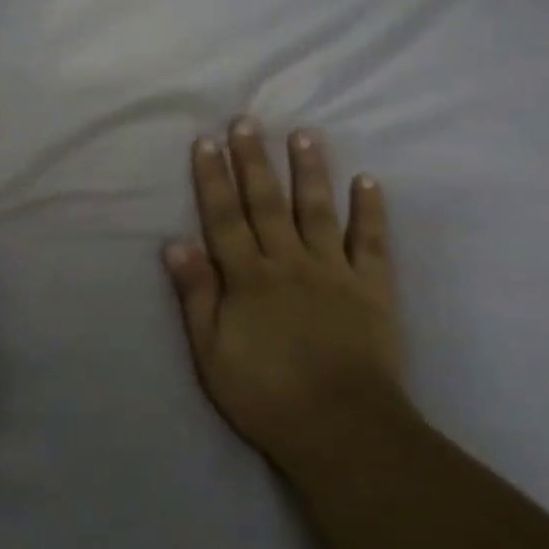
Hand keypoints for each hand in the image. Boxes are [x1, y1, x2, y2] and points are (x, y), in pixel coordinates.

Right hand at [163, 120, 402, 473]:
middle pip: (267, 203)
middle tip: (247, 121)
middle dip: (254, 160)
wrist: (340, 428)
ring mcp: (334, 271)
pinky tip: (368, 181)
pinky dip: (370, 210)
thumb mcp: (212, 353)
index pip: (224, 218)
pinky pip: (371, 241)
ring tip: (304, 134)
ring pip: (317, 210)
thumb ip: (197, 295)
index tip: (207, 142)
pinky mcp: (372, 287)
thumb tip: (176, 243)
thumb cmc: (266, 395)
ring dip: (309, 170)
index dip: (213, 178)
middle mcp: (289, 262)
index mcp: (249, 278)